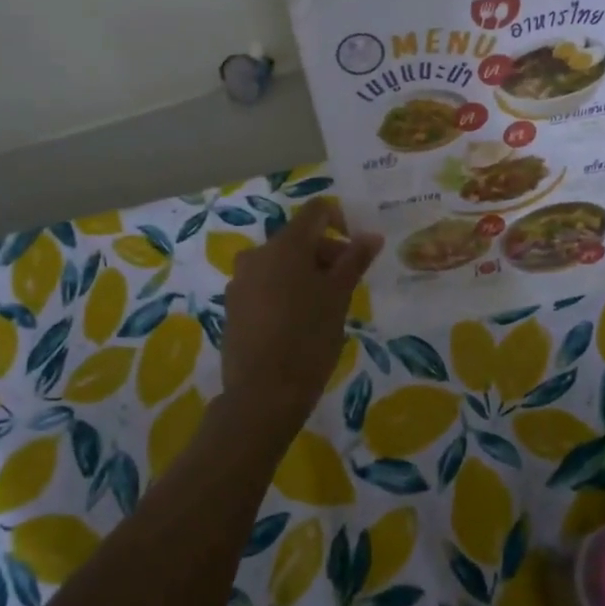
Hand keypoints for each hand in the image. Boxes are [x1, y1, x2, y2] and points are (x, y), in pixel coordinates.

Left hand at [221, 199, 382, 428]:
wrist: (262, 394)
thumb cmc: (308, 339)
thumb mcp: (338, 297)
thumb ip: (354, 260)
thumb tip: (371, 235)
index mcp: (285, 245)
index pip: (316, 211)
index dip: (341, 221)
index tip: (356, 251)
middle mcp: (257, 254)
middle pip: (299, 238)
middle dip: (327, 253)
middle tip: (348, 286)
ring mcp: (240, 281)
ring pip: (281, 263)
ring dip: (306, 274)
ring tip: (324, 307)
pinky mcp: (232, 306)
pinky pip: (265, 284)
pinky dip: (285, 291)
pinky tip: (298, 323)